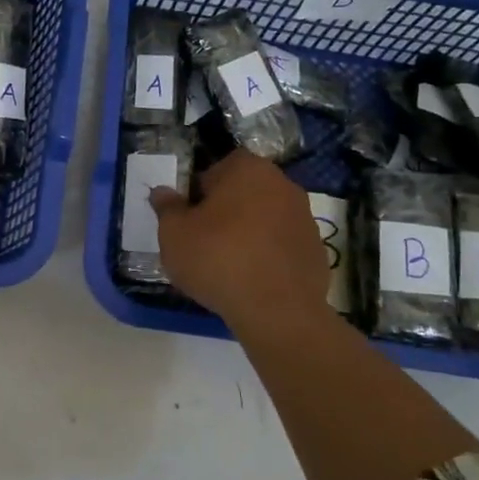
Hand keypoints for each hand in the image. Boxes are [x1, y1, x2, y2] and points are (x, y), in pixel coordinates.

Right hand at [149, 151, 332, 330]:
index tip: (188, 218)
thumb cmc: (217, 259)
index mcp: (247, 169)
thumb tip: (163, 192)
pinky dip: (267, 254)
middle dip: (224, 210)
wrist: (277, 310)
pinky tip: (251, 278)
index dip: (197, 192)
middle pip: (242, 191)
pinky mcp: (315, 248)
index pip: (215, 169)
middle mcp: (281, 183)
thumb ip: (167, 208)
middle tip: (203, 240)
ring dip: (247, 232)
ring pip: (263, 217)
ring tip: (227, 264)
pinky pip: (281, 244)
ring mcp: (304, 216)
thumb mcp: (173, 234)